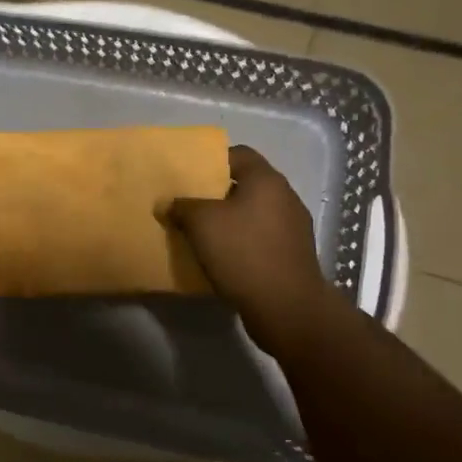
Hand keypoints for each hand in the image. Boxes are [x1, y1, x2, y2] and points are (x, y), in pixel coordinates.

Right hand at [170, 145, 337, 354]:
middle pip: (245, 184)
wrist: (286, 307)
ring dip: (229, 219)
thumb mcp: (201, 224)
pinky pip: (260, 237)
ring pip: (253, 212)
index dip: (211, 160)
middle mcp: (285, 197)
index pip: (237, 154)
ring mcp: (293, 227)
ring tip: (201, 231)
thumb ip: (182, 206)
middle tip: (188, 203)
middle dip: (216, 192)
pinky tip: (221, 255)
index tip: (188, 174)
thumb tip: (169, 204)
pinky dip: (241, 241)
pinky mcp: (292, 254)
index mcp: (266, 180)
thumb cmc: (243, 252)